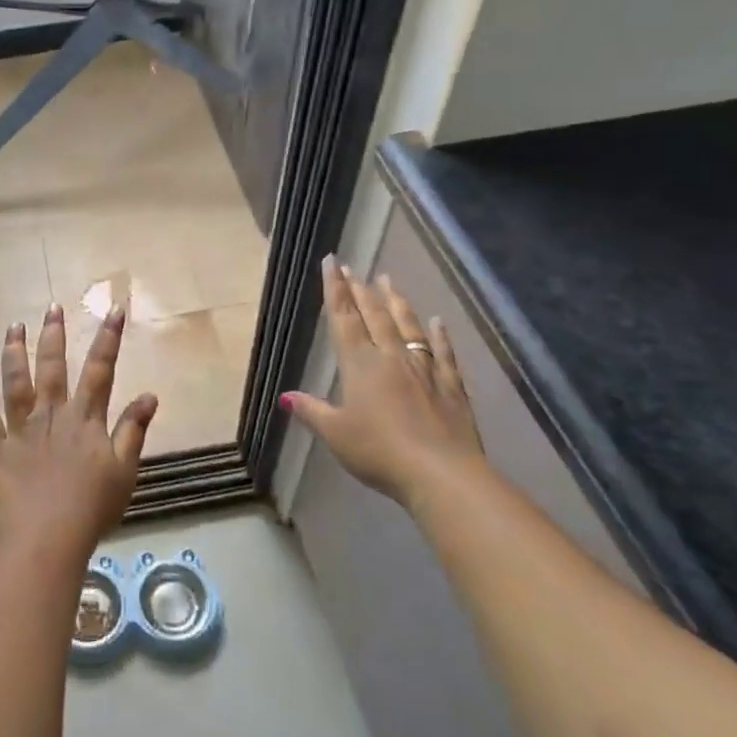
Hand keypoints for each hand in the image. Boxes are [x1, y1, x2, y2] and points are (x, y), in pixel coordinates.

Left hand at [0, 302, 157, 562]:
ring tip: (14, 326)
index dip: (108, 338)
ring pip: (16, 381)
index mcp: (85, 419)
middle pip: (53, 366)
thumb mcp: (124, 470)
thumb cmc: (92, 507)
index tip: (113, 309)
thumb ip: (133, 430)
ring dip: (14, 351)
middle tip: (52, 307)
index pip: (100, 369)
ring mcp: (21, 428)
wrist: (48, 537)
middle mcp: (52, 414)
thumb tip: (150, 395)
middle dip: (54, 334)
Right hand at [282, 255, 484, 508]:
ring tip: (387, 280)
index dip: (335, 290)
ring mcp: (424, 369)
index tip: (331, 262)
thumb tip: (285, 397)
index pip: (343, 319)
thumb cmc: (379, 452)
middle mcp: (391, 358)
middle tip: (352, 267)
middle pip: (373, 316)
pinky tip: (437, 321)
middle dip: (360, 290)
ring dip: (395, 302)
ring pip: (407, 326)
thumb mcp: (336, 435)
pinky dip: (439, 335)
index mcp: (360, 365)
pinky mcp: (451, 386)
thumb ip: (312, 411)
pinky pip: (442, 353)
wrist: (441, 473)